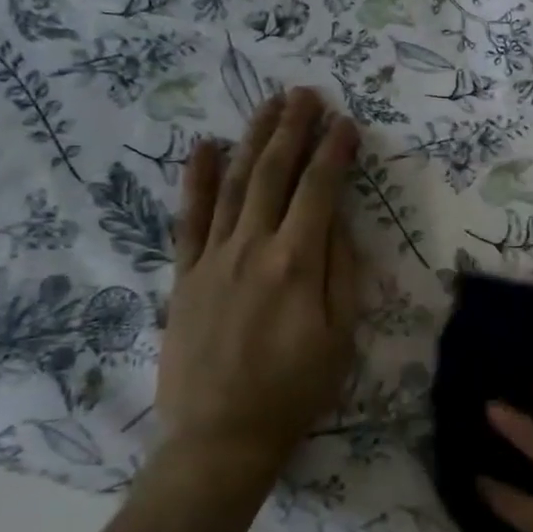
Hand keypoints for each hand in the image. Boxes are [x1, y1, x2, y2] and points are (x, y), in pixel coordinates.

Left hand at [155, 88, 361, 493]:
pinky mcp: (185, 275)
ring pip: (235, 184)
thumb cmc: (295, 389)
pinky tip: (206, 148)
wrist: (221, 438)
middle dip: (293, 129)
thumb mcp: (340, 335)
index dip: (335, 152)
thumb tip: (340, 221)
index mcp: (296, 263)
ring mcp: (213, 259)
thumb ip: (342, 271)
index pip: (320, 190)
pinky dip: (197, 180)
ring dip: (253, 140)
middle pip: (274, 174)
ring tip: (269, 106)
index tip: (347, 123)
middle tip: (305, 93)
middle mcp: (252, 248)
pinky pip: (190, 218)